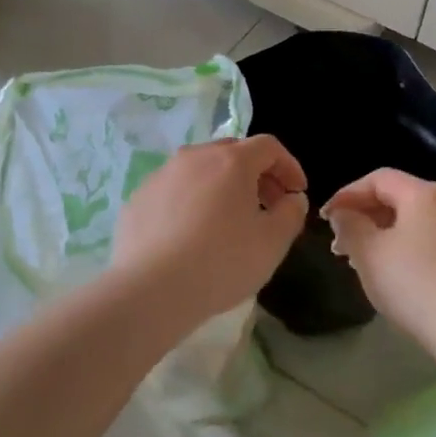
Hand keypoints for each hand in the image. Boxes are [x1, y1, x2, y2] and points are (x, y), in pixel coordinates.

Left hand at [111, 136, 307, 325]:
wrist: (150, 289)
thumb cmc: (222, 262)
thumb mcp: (272, 243)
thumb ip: (291, 214)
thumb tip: (292, 199)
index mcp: (232, 161)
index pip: (269, 147)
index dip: (289, 166)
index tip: (297, 193)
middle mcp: (195, 157)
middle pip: (233, 153)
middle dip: (256, 174)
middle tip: (267, 205)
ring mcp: (162, 175)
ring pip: (200, 170)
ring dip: (222, 186)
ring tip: (228, 220)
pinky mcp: (138, 198)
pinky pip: (174, 191)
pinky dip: (191, 202)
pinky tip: (191, 234)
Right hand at [321, 170, 435, 358]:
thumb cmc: (417, 284)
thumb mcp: (369, 254)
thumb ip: (349, 226)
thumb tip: (343, 213)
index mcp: (426, 193)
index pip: (378, 178)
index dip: (347, 194)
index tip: (326, 218)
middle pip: (400, 198)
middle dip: (366, 217)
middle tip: (340, 244)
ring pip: (418, 222)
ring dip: (386, 235)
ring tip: (365, 262)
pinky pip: (435, 242)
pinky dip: (410, 249)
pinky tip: (399, 276)